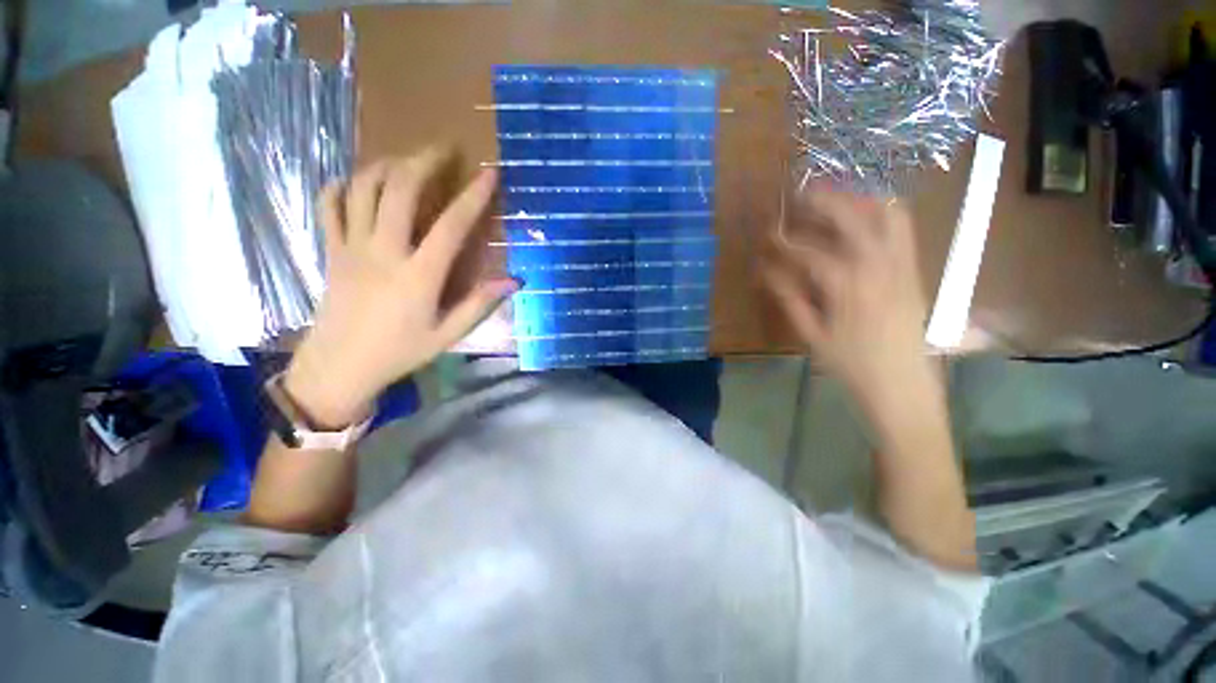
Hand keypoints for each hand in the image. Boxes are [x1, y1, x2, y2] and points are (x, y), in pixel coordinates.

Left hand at [284, 148, 517, 427]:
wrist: (340, 367)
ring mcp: (352, 247)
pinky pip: (329, 206)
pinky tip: (359, 181)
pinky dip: (343, 185)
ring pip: (364, 189)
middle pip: (400, 190)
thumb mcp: (448, 334)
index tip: (489, 173)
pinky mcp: (332, 250)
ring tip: (408, 160)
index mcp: (419, 276)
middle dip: (424, 161)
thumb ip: (480, 304)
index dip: (473, 197)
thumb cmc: (400, 352)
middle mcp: (384, 252)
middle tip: (444, 149)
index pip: (451, 226)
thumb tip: (514, 280)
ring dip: (387, 165)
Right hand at [763, 187, 929, 401]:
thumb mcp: (811, 336)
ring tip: (835, 194)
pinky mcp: (914, 270)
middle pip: (850, 219)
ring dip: (857, 199)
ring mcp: (901, 266)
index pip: (808, 253)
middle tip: (799, 193)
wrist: (902, 386)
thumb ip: (790, 300)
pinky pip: (903, 229)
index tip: (767, 236)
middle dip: (822, 201)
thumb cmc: (850, 365)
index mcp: (846, 288)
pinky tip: (865, 213)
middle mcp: (877, 268)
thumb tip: (767, 273)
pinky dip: (883, 212)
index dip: (783, 242)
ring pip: (885, 215)